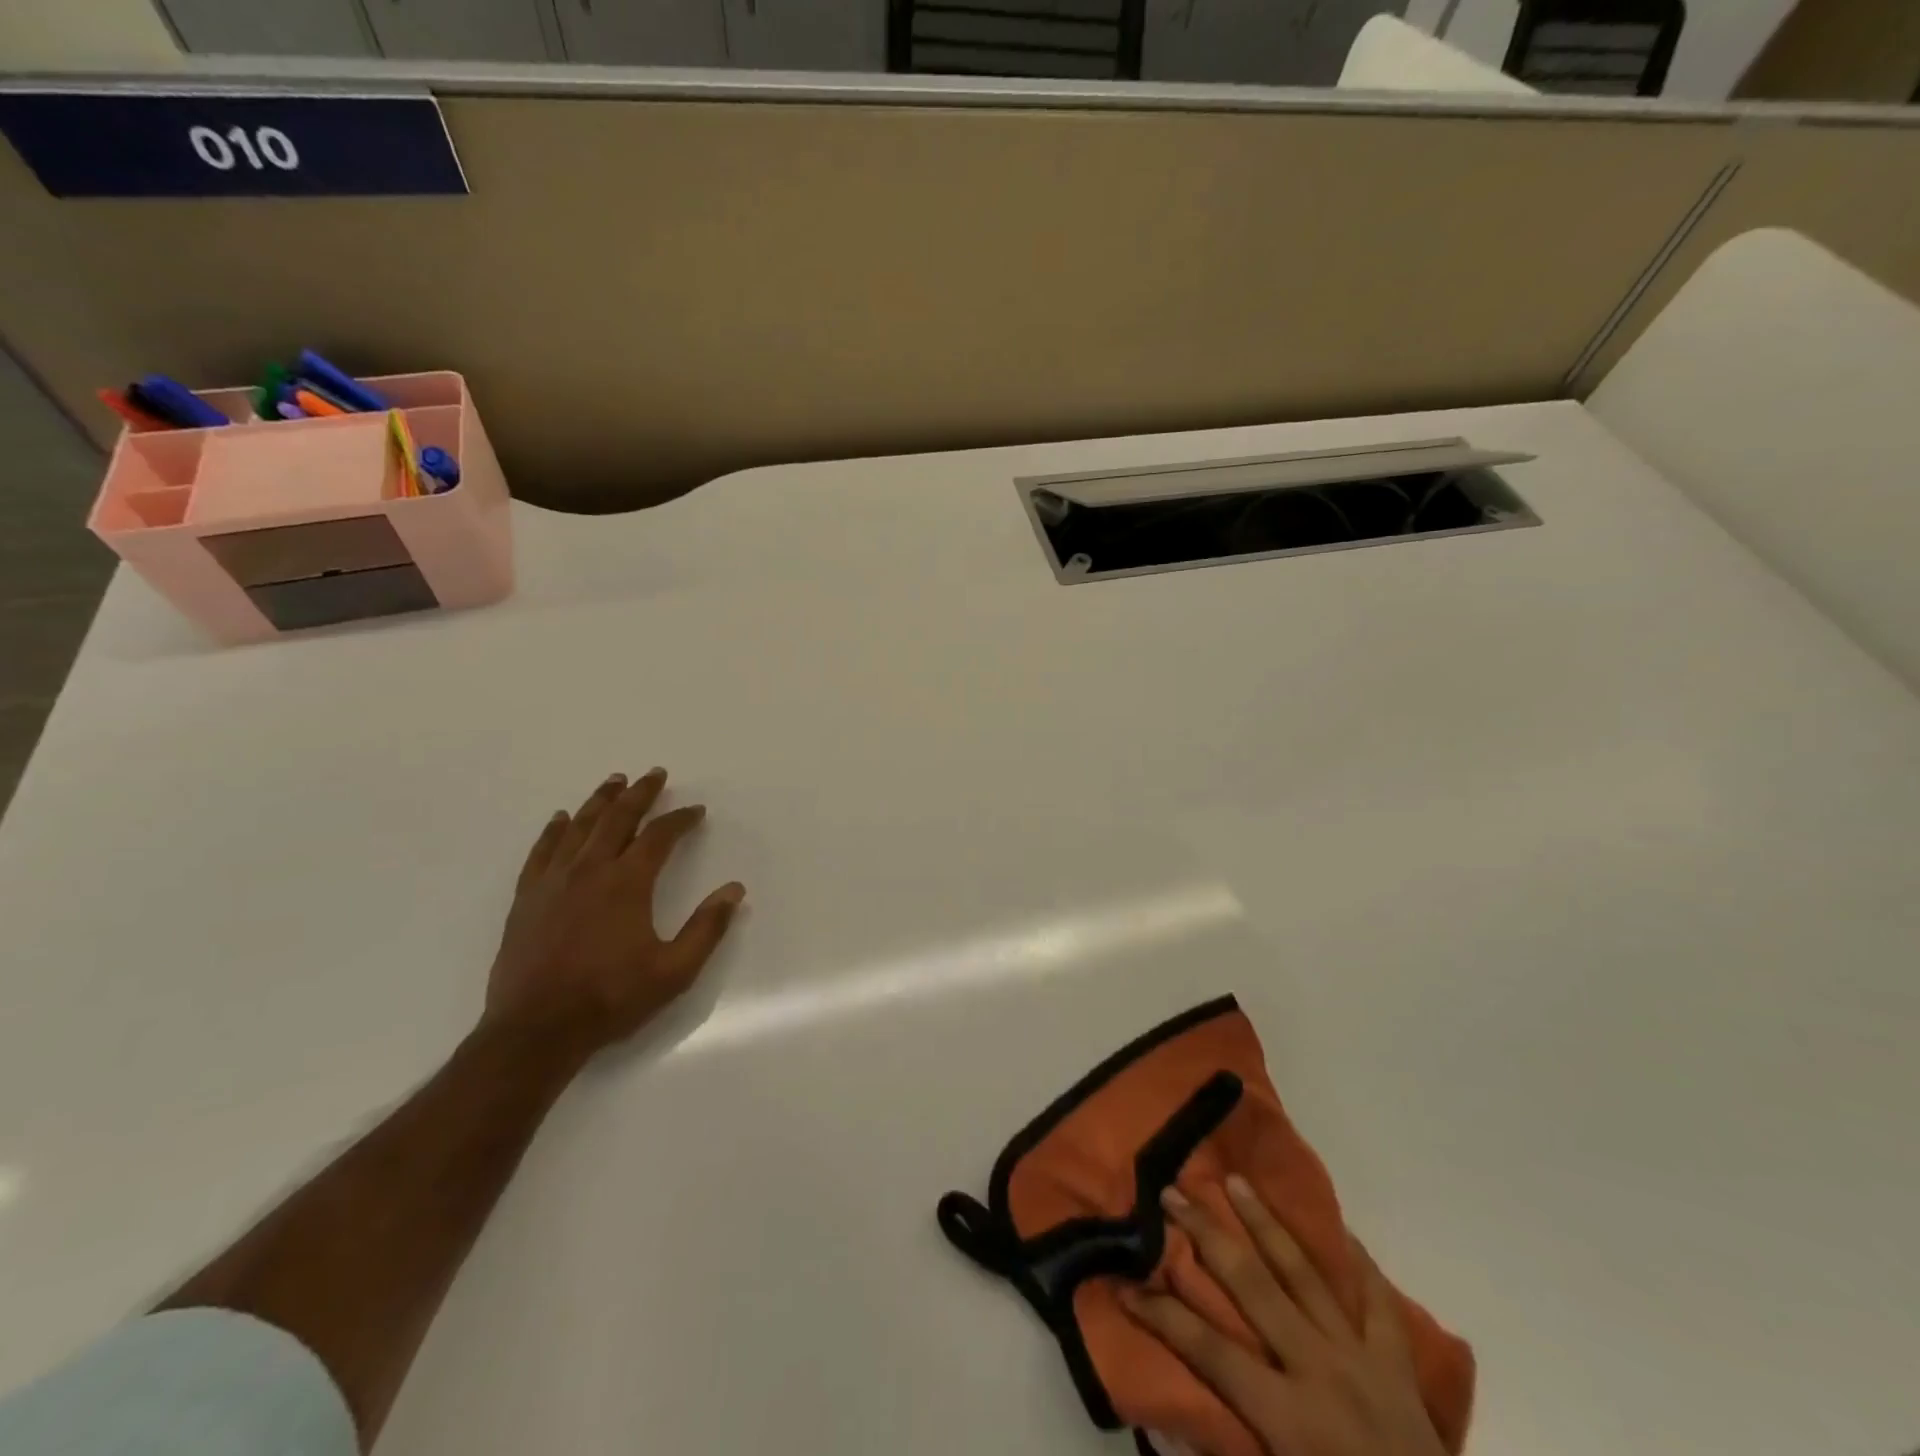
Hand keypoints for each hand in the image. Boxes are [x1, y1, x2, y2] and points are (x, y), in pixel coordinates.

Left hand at [484, 769, 744, 1057]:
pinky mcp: (527, 899)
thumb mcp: (674, 971)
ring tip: (614, 781)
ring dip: (600, 801)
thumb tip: (735, 889)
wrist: (535, 1031)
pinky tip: (560, 818)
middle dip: (640, 794)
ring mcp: (553, 882)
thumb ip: (707, 927)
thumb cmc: (610, 999)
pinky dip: (554, 830)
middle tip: (654, 774)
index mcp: (627, 883)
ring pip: (579, 827)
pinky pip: (541, 851)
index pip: (659, 836)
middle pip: (617, 819)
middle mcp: (590, 871)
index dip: (680, 819)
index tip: (696, 810)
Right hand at [1121, 1178, 1446, 1455]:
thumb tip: (1178, 1417)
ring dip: (1265, 1223)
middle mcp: (1319, 1370)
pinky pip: (1378, 1302)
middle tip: (1174, 1192)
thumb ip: (1232, 1448)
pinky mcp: (1398, 1365)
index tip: (1126, 1282)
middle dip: (1207, 1235)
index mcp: (1287, 1417)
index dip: (1163, 1315)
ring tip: (1237, 1181)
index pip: (1209, 1351)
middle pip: (1252, 1286)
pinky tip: (1340, 1229)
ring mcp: (1361, 1358)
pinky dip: (1359, 1263)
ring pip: (1304, 1274)